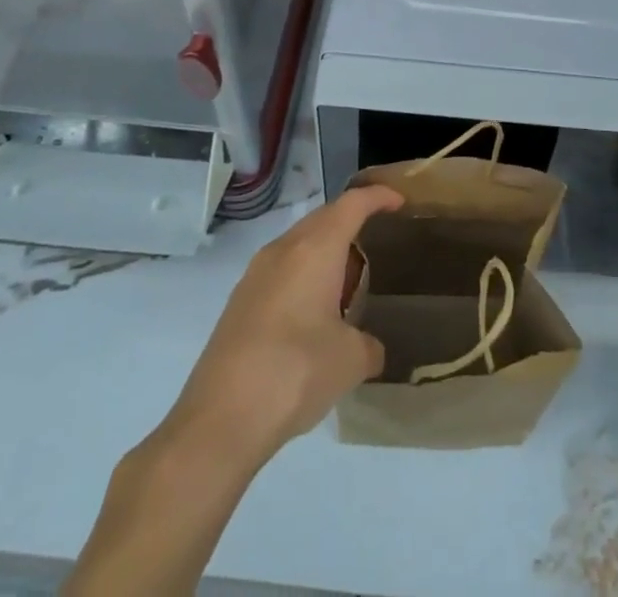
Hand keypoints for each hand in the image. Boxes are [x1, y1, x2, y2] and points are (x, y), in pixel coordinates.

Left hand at [170, 183, 404, 465]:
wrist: (219, 420)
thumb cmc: (295, 372)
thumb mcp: (350, 361)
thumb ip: (369, 346)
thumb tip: (369, 348)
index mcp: (315, 249)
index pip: (352, 204)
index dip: (377, 197)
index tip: (398, 200)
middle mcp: (283, 250)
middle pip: (323, 218)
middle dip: (350, 222)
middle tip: (376, 240)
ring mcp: (255, 275)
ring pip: (299, 244)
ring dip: (324, 251)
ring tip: (346, 281)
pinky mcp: (239, 303)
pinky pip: (281, 270)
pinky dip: (303, 275)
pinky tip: (312, 313)